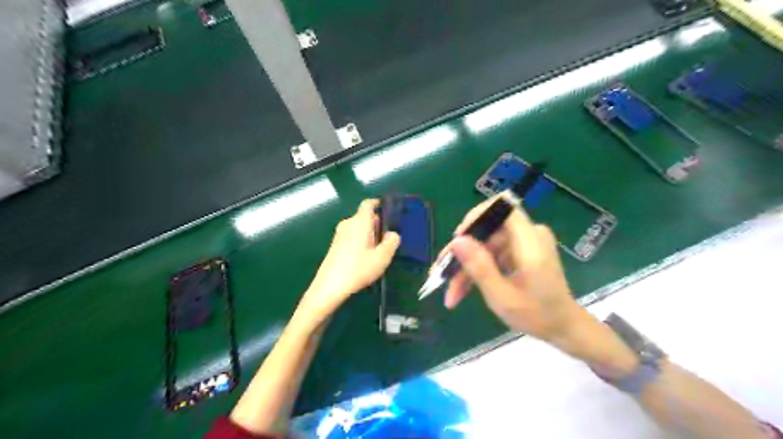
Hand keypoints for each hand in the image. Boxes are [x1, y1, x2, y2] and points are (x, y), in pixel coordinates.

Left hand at [296, 200, 399, 327]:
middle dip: (377, 223)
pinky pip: (352, 236)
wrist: (329, 287)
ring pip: (358, 228)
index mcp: (360, 222)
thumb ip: (391, 242)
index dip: (378, 204)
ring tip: (379, 250)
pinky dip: (361, 241)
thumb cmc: (358, 269)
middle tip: (389, 237)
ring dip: (369, 234)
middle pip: (364, 217)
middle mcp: (348, 224)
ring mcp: (339, 235)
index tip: (389, 210)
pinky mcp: (335, 246)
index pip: (368, 204)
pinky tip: (366, 257)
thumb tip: (392, 234)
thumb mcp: (382, 258)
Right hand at [440, 196, 593, 349]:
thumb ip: (479, 267)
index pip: (502, 208)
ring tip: (452, 293)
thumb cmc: (537, 315)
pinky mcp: (521, 251)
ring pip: (486, 245)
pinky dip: (479, 269)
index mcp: (530, 242)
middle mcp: (529, 235)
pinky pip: (493, 252)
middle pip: (488, 231)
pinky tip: (465, 289)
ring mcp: (525, 242)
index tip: (458, 240)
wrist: (563, 327)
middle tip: (443, 274)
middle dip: (464, 253)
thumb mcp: (502, 296)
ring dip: (467, 267)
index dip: (476, 218)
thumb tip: (456, 240)